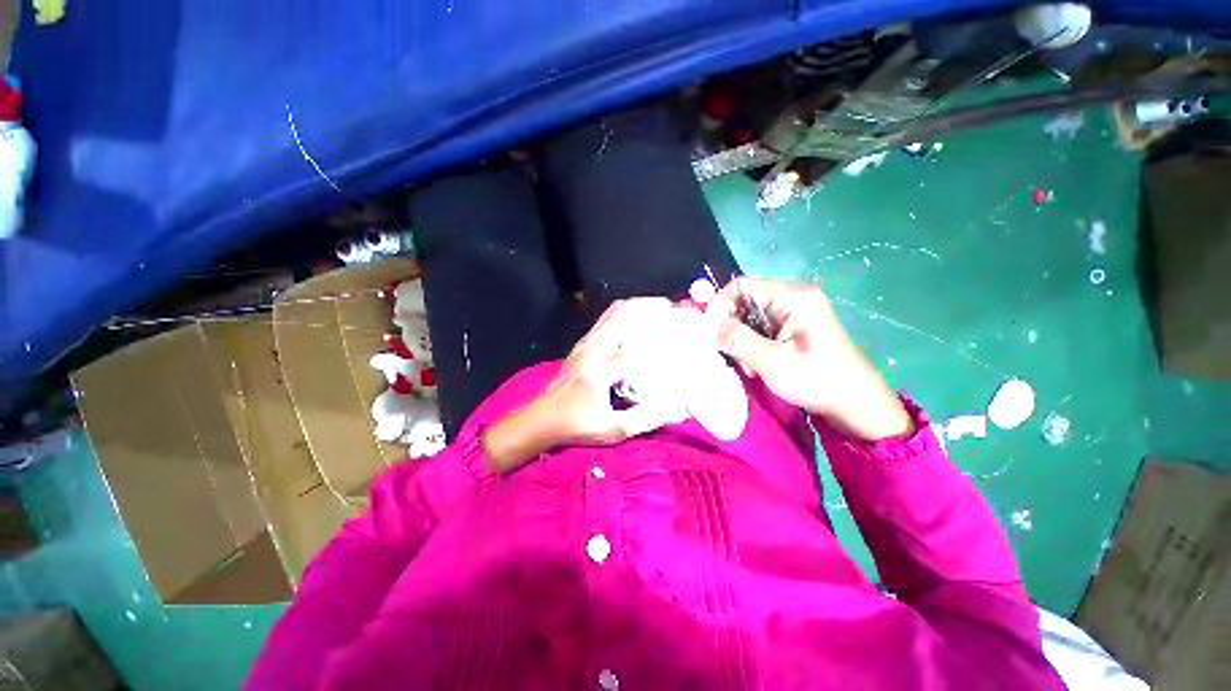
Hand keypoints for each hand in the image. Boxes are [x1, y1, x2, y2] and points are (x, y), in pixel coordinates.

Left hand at [481, 298, 686, 472]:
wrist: (539, 419)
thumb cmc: (574, 425)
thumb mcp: (612, 430)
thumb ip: (644, 419)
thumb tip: (675, 409)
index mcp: (602, 367)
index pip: (640, 350)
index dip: (665, 343)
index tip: (685, 338)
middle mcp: (594, 348)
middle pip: (625, 314)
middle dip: (651, 307)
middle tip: (673, 309)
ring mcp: (586, 343)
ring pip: (613, 312)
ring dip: (637, 306)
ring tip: (658, 308)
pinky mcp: (581, 344)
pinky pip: (605, 319)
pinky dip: (624, 313)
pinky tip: (635, 321)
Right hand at [707, 278, 913, 441]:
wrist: (857, 405)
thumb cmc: (817, 380)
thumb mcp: (771, 361)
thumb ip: (737, 339)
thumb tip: (710, 326)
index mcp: (793, 298)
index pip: (742, 286)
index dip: (720, 304)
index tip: (711, 331)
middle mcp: (794, 298)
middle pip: (746, 300)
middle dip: (732, 325)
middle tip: (730, 352)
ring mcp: (797, 314)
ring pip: (752, 317)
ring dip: (742, 338)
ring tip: (748, 364)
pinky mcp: (796, 328)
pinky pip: (763, 328)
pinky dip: (753, 344)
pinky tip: (757, 364)